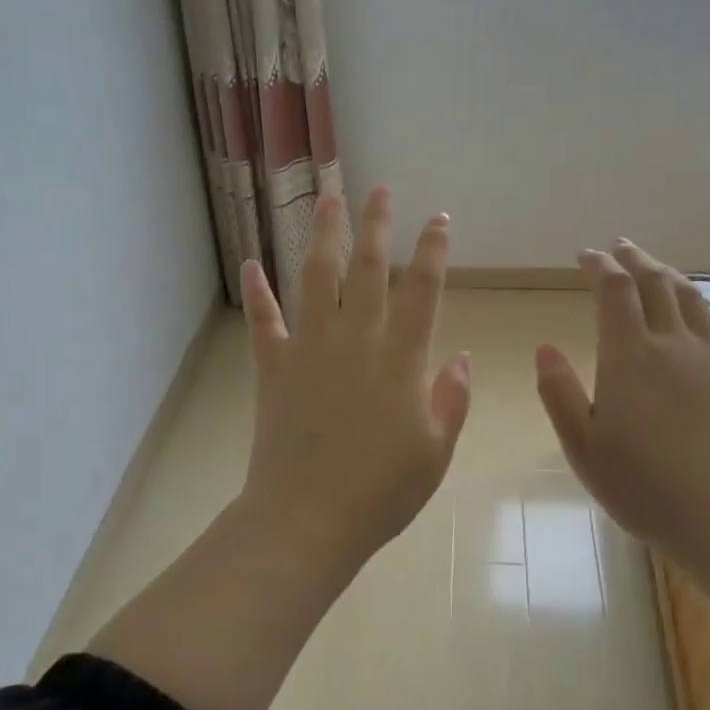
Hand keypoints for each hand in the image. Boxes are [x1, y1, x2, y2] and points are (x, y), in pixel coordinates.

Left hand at [237, 189, 471, 582]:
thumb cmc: (381, 492)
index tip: (439, 219)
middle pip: (368, 268)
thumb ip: (451, 400)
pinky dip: (257, 292)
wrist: (307, 519)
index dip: (433, 250)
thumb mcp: (435, 452)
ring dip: (323, 236)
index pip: (422, 289)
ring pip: (316, 278)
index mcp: (401, 359)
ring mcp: (310, 349)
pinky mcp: (274, 368)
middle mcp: (355, 340)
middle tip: (381, 190)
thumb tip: (459, 357)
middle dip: (377, 224)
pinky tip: (250, 263)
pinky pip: (264, 321)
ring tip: (327, 199)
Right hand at [534, 240, 709, 566]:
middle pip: (655, 283)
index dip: (600, 266)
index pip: (615, 291)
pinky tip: (696, 305)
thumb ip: (560, 393)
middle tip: (619, 248)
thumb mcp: (582, 445)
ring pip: (689, 297)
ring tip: (654, 267)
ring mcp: (709, 358)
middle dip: (634, 260)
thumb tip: (544, 348)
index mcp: (629, 357)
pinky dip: (700, 301)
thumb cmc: (640, 484)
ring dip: (668, 274)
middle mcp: (672, 344)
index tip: (586, 255)